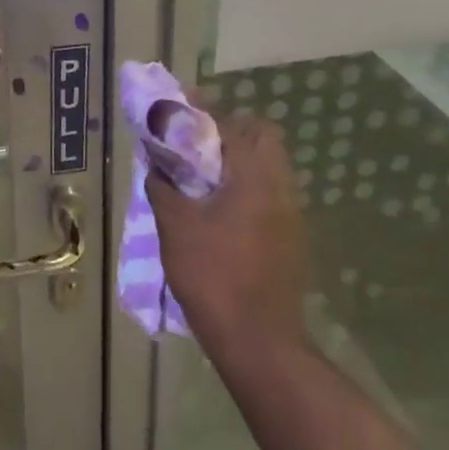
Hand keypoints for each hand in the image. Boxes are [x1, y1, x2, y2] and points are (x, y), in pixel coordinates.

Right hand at [149, 114, 310, 359]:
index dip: (203, 112)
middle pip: (262, 137)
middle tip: (195, 145)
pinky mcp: (291, 237)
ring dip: (238, 161)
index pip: (231, 123)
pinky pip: (269, 193)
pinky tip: (220, 210)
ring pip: (268, 166)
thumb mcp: (176, 227)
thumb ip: (164, 187)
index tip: (179, 107)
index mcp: (254, 176)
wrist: (259, 343)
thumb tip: (157, 165)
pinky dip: (246, 188)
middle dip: (229, 132)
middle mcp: (280, 186)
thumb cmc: (214, 276)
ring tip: (202, 178)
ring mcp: (291, 213)